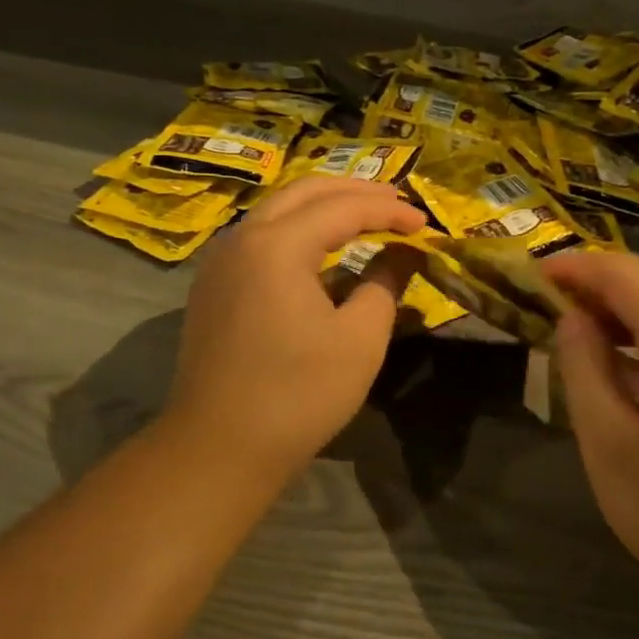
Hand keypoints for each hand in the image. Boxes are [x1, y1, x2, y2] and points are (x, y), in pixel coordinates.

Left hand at [160, 177, 425, 478]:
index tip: (425, 222)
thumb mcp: (360, 339)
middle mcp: (242, 238)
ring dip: (325, 207)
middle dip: (356, 191)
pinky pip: (262, 237)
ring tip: (367, 218)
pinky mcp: (214, 286)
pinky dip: (299, 231)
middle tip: (398, 204)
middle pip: (306, 191)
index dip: (389, 210)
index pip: (343, 207)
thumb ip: (385, 283)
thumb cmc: (298, 394)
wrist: (219, 448)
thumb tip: (402, 254)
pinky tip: (324, 253)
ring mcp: (221, 261)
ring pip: (279, 210)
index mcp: (277, 245)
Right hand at [546, 251, 638, 615]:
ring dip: (622, 317)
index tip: (530, 276)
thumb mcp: (610, 443)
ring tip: (573, 340)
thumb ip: (583, 368)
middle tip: (544, 312)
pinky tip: (622, 372)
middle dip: (595, 292)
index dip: (574, 267)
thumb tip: (573, 320)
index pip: (624, 273)